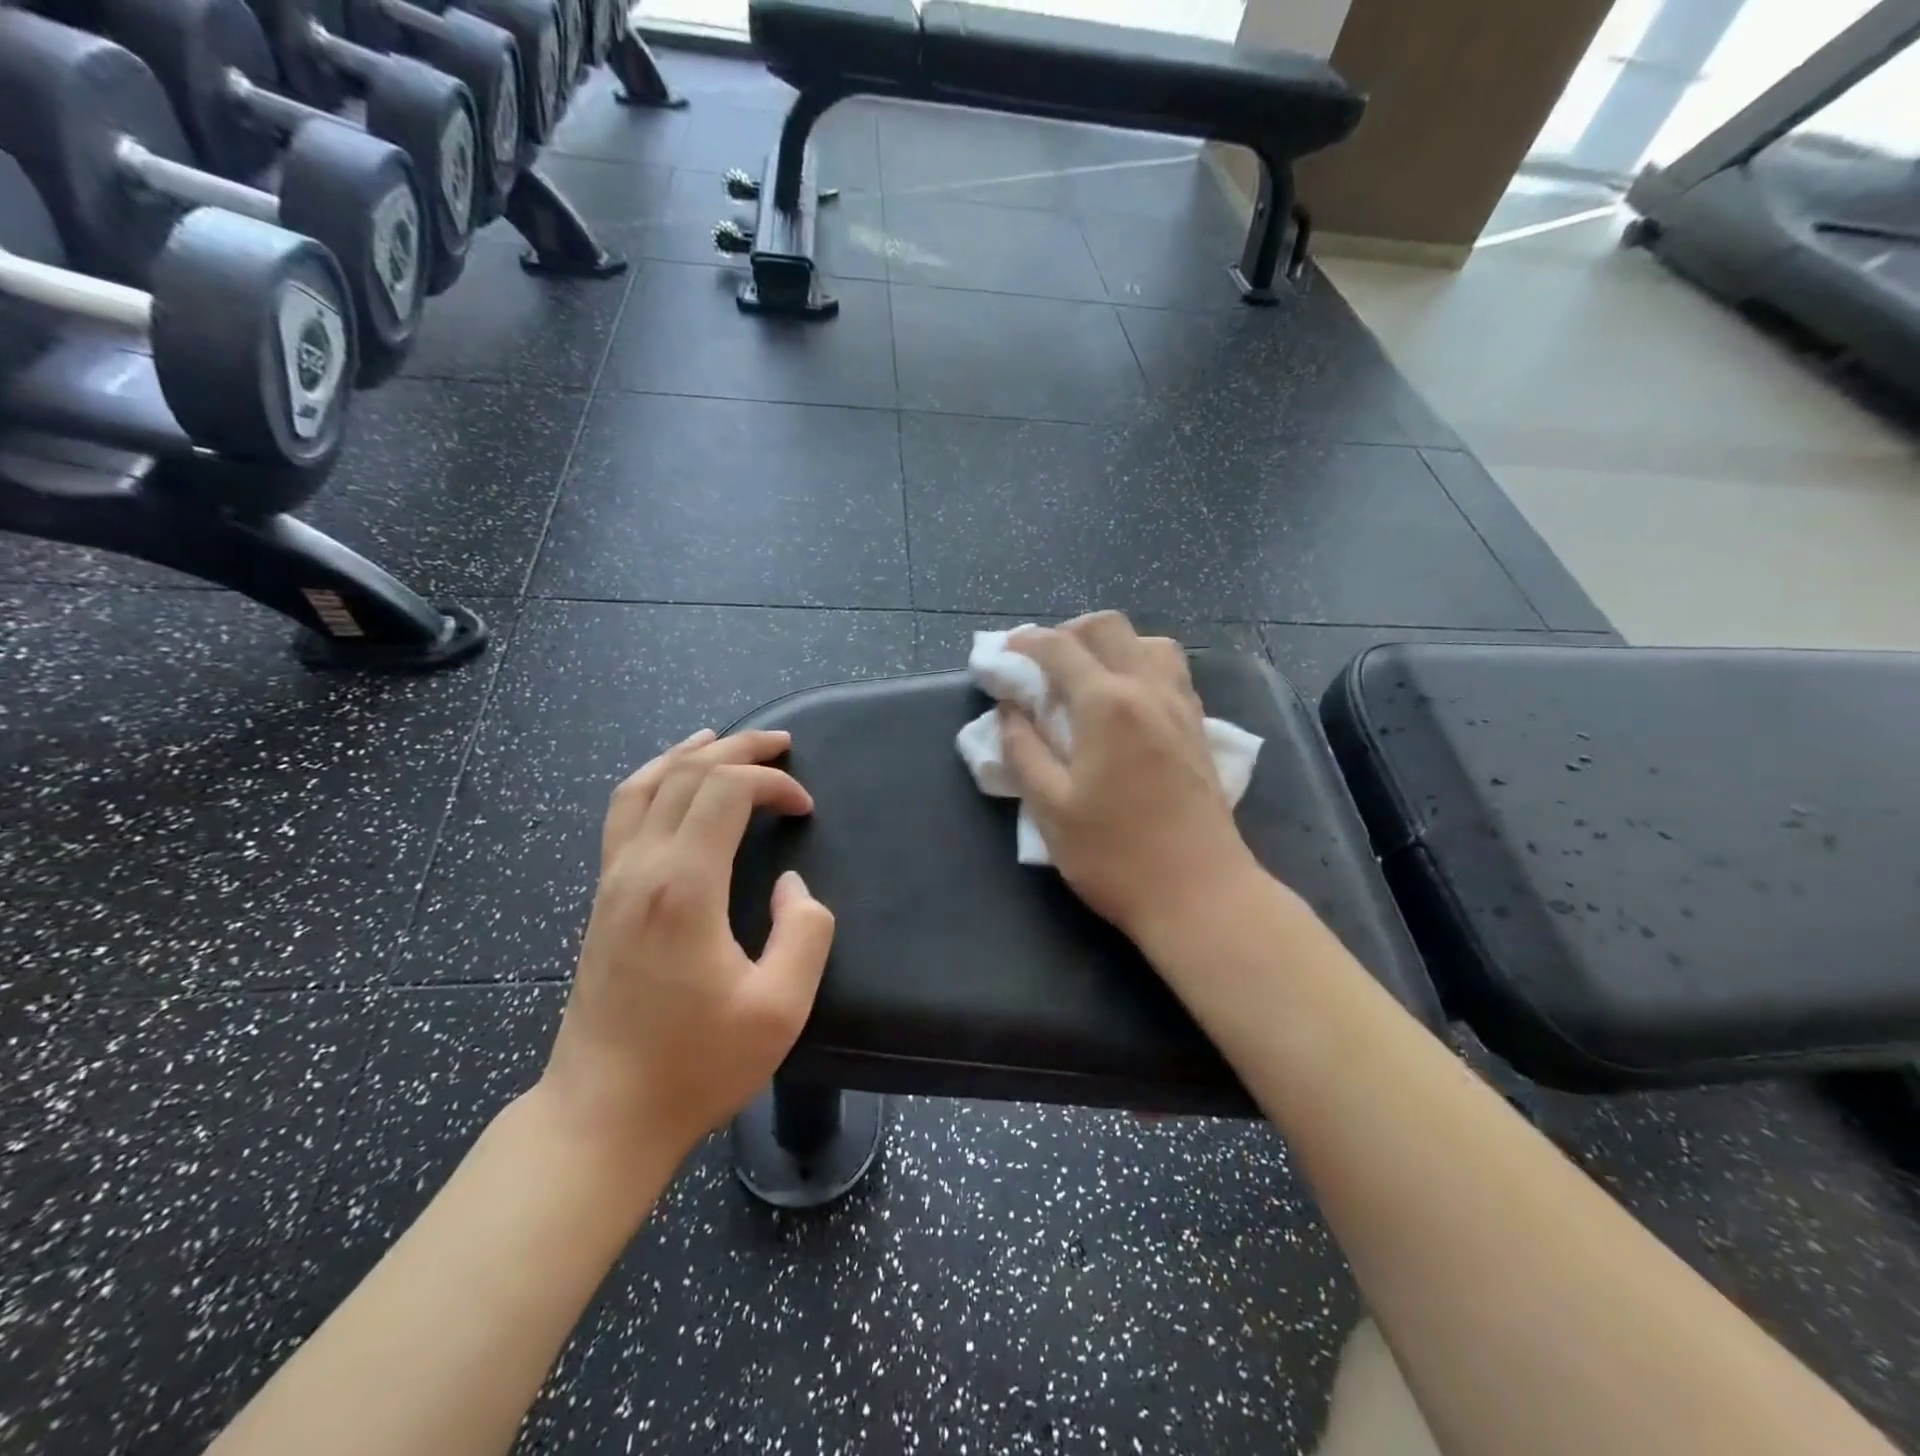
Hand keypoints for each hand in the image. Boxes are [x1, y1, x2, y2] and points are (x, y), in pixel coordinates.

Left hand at [537, 728, 835, 1170]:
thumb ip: (804, 934)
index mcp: (684, 887)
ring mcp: (613, 880)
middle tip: (782, 744)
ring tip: (724, 740)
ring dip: (689, 754)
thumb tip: (793, 887)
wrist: (603, 1114)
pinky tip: (672, 784)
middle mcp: (641, 868)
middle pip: (687, 774)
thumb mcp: (779, 1009)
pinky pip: (623, 814)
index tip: (805, 808)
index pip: (726, 791)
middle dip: (740, 750)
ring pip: (644, 785)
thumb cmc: (696, 1065)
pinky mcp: (602, 898)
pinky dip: (654, 780)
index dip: (773, 783)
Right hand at [1001, 612, 1265, 945]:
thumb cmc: (1116, 855)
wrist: (1202, 895)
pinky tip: (1125, 703)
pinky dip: (1140, 666)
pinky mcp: (1199, 729)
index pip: (1060, 648)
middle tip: (1042, 663)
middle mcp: (1149, 690)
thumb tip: (1009, 711)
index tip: (1003, 651)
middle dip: (1069, 632)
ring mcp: (1181, 707)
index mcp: (1107, 703)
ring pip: (1149, 643)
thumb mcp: (1050, 809)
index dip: (1026, 642)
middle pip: (1109, 627)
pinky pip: (1170, 672)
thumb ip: (1023, 750)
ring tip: (1086, 678)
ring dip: (1112, 645)